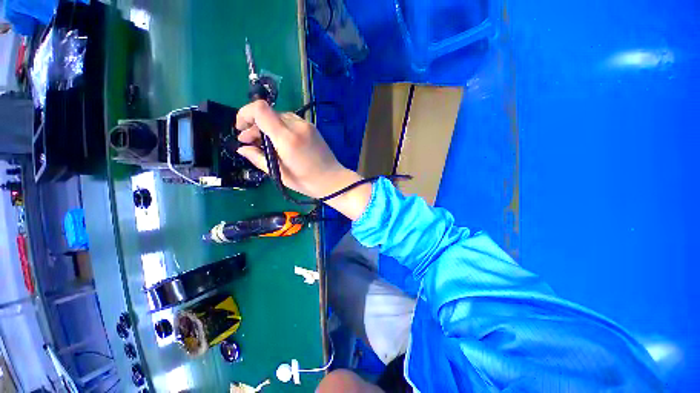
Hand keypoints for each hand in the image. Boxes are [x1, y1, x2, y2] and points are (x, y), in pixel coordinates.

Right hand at [236, 101, 370, 219]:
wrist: (333, 180)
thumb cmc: (307, 182)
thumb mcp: (280, 174)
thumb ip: (258, 158)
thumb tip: (242, 148)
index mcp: (288, 138)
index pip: (260, 109)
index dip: (245, 114)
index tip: (240, 129)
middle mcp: (297, 126)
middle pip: (268, 113)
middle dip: (255, 125)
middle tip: (249, 142)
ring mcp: (307, 125)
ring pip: (279, 116)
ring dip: (267, 126)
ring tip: (264, 144)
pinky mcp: (312, 128)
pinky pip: (290, 121)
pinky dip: (280, 128)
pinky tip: (279, 141)